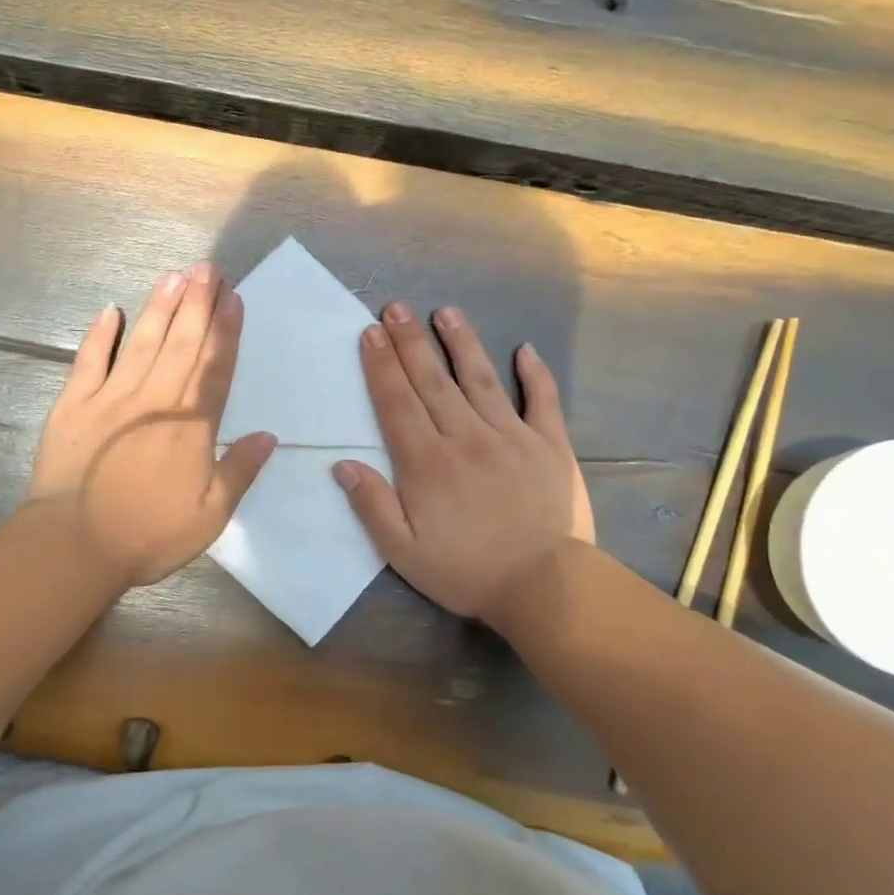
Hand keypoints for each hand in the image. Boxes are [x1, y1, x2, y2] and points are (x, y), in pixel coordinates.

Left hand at [29, 263, 275, 589]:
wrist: (75, 545)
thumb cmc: (149, 535)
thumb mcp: (210, 515)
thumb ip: (240, 472)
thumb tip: (268, 436)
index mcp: (192, 426)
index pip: (215, 368)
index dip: (226, 331)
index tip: (234, 299)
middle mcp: (156, 400)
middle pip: (183, 343)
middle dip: (198, 303)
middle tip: (209, 268)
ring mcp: (112, 397)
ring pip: (143, 342)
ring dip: (160, 307)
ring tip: (175, 276)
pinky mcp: (74, 403)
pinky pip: (90, 360)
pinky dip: (101, 334)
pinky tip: (112, 310)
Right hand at [334, 303, 593, 620]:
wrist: (546, 586)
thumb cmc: (466, 570)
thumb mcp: (403, 552)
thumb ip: (372, 506)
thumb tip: (343, 465)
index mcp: (427, 463)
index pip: (397, 404)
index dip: (381, 366)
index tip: (371, 333)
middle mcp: (465, 438)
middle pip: (432, 381)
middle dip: (411, 342)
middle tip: (397, 308)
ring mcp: (511, 437)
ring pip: (480, 380)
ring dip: (461, 344)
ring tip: (446, 312)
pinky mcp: (550, 445)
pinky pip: (542, 401)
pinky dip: (535, 374)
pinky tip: (524, 350)